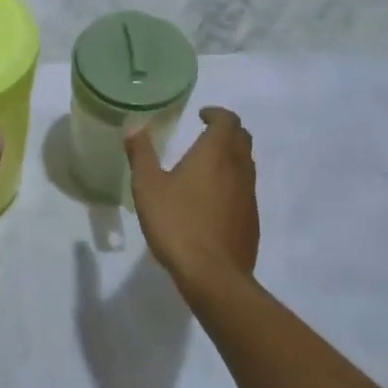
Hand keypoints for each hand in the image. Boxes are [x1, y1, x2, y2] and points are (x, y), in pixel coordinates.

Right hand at [126, 107, 258, 293]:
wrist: (213, 274)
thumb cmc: (177, 223)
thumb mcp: (148, 186)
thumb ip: (141, 154)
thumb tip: (135, 125)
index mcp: (216, 153)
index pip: (228, 120)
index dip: (216, 114)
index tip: (201, 115)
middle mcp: (239, 168)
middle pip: (242, 139)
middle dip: (226, 132)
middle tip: (206, 135)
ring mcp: (249, 195)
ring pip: (246, 165)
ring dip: (232, 157)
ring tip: (207, 166)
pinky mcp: (252, 220)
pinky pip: (246, 190)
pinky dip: (233, 183)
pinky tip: (213, 200)